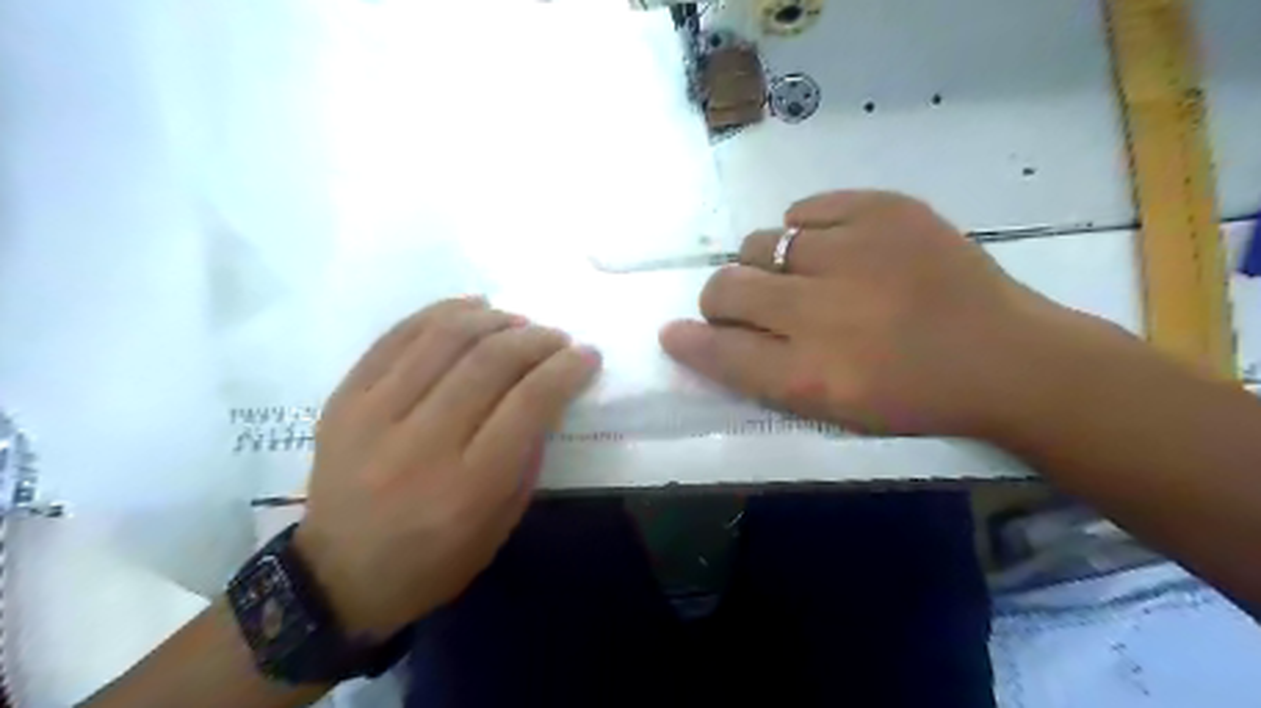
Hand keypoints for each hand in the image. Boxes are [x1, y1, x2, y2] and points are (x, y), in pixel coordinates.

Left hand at [293, 297, 597, 637]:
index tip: (587, 355)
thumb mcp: (500, 523)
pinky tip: (471, 308)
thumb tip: (547, 392)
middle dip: (536, 339)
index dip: (566, 369)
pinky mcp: (344, 398)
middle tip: (557, 337)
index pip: (529, 402)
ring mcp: (374, 415)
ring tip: (517, 321)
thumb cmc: (433, 560)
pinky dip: (441, 313)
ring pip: (444, 338)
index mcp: (469, 485)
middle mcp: (422, 443)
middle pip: (490, 362)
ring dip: (493, 319)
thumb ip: (527, 456)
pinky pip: (397, 336)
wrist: (336, 577)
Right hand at [661, 190, 1104, 440]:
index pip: (718, 350)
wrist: (1006, 357)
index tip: (673, 332)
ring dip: (763, 264)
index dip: (688, 341)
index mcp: (811, 375)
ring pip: (759, 243)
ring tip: (798, 276)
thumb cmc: (912, 397)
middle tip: (744, 304)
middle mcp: (822, 311)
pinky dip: (801, 229)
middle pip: (726, 288)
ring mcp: (855, 251)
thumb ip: (760, 373)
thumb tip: (702, 333)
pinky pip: (803, 210)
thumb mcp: (830, 408)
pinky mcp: (885, 210)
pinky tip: (829, 248)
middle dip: (720, 298)